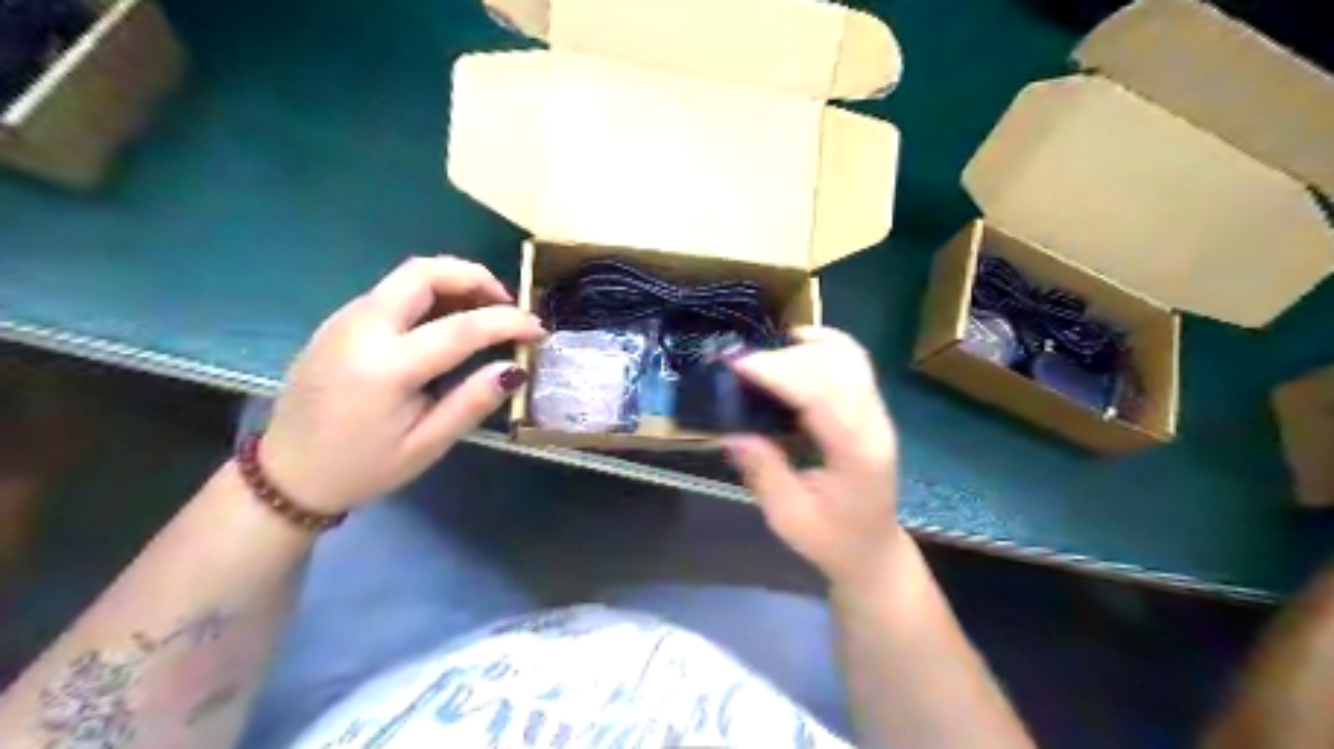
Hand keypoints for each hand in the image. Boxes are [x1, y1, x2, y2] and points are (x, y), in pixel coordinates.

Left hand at [257, 256, 544, 514]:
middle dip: (475, 277)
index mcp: (386, 368)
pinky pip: (391, 292)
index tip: (538, 330)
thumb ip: (472, 402)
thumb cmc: (363, 468)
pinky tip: (445, 322)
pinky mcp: (339, 322)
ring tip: (483, 312)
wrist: (285, 476)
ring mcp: (344, 320)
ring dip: (452, 282)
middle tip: (506, 304)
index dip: (508, 322)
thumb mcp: (427, 446)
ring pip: (406, 276)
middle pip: (424, 272)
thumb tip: (514, 368)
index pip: (462, 327)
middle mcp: (361, 329)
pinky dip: (429, 294)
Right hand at [726, 327, 899, 591]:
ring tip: (763, 354)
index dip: (778, 372)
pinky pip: (854, 363)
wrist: (873, 550)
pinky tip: (798, 344)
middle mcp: (874, 425)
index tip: (737, 364)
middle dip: (784, 357)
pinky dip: (826, 345)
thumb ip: (763, 471)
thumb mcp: (788, 516)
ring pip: (848, 358)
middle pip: (834, 368)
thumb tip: (731, 431)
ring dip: (804, 348)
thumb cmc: (831, 540)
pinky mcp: (872, 409)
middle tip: (739, 364)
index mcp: (856, 454)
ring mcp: (878, 414)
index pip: (820, 395)